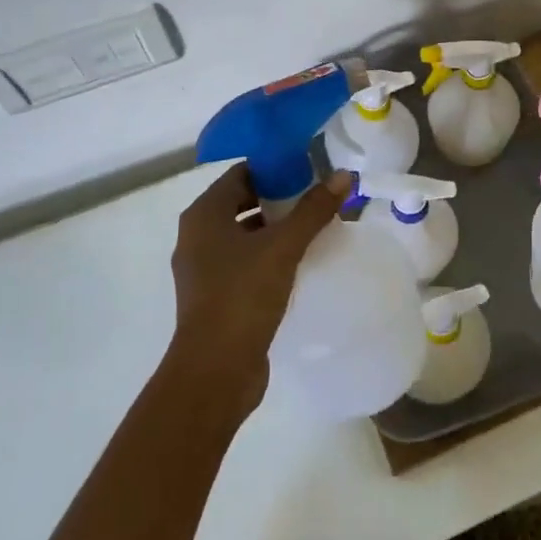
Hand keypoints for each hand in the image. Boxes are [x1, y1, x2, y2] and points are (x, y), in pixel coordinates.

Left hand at [165, 165, 349, 416]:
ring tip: (314, 227)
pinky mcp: (215, 296)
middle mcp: (197, 236)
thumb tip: (344, 175)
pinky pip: (244, 261)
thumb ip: (313, 210)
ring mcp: (203, 268)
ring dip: (275, 228)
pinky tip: (298, 262)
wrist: (215, 371)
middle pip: (242, 202)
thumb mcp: (283, 247)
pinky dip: (268, 255)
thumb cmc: (243, 296)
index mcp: (204, 215)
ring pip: (244, 234)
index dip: (274, 168)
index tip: (308, 170)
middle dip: (278, 198)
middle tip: (316, 198)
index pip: (241, 173)